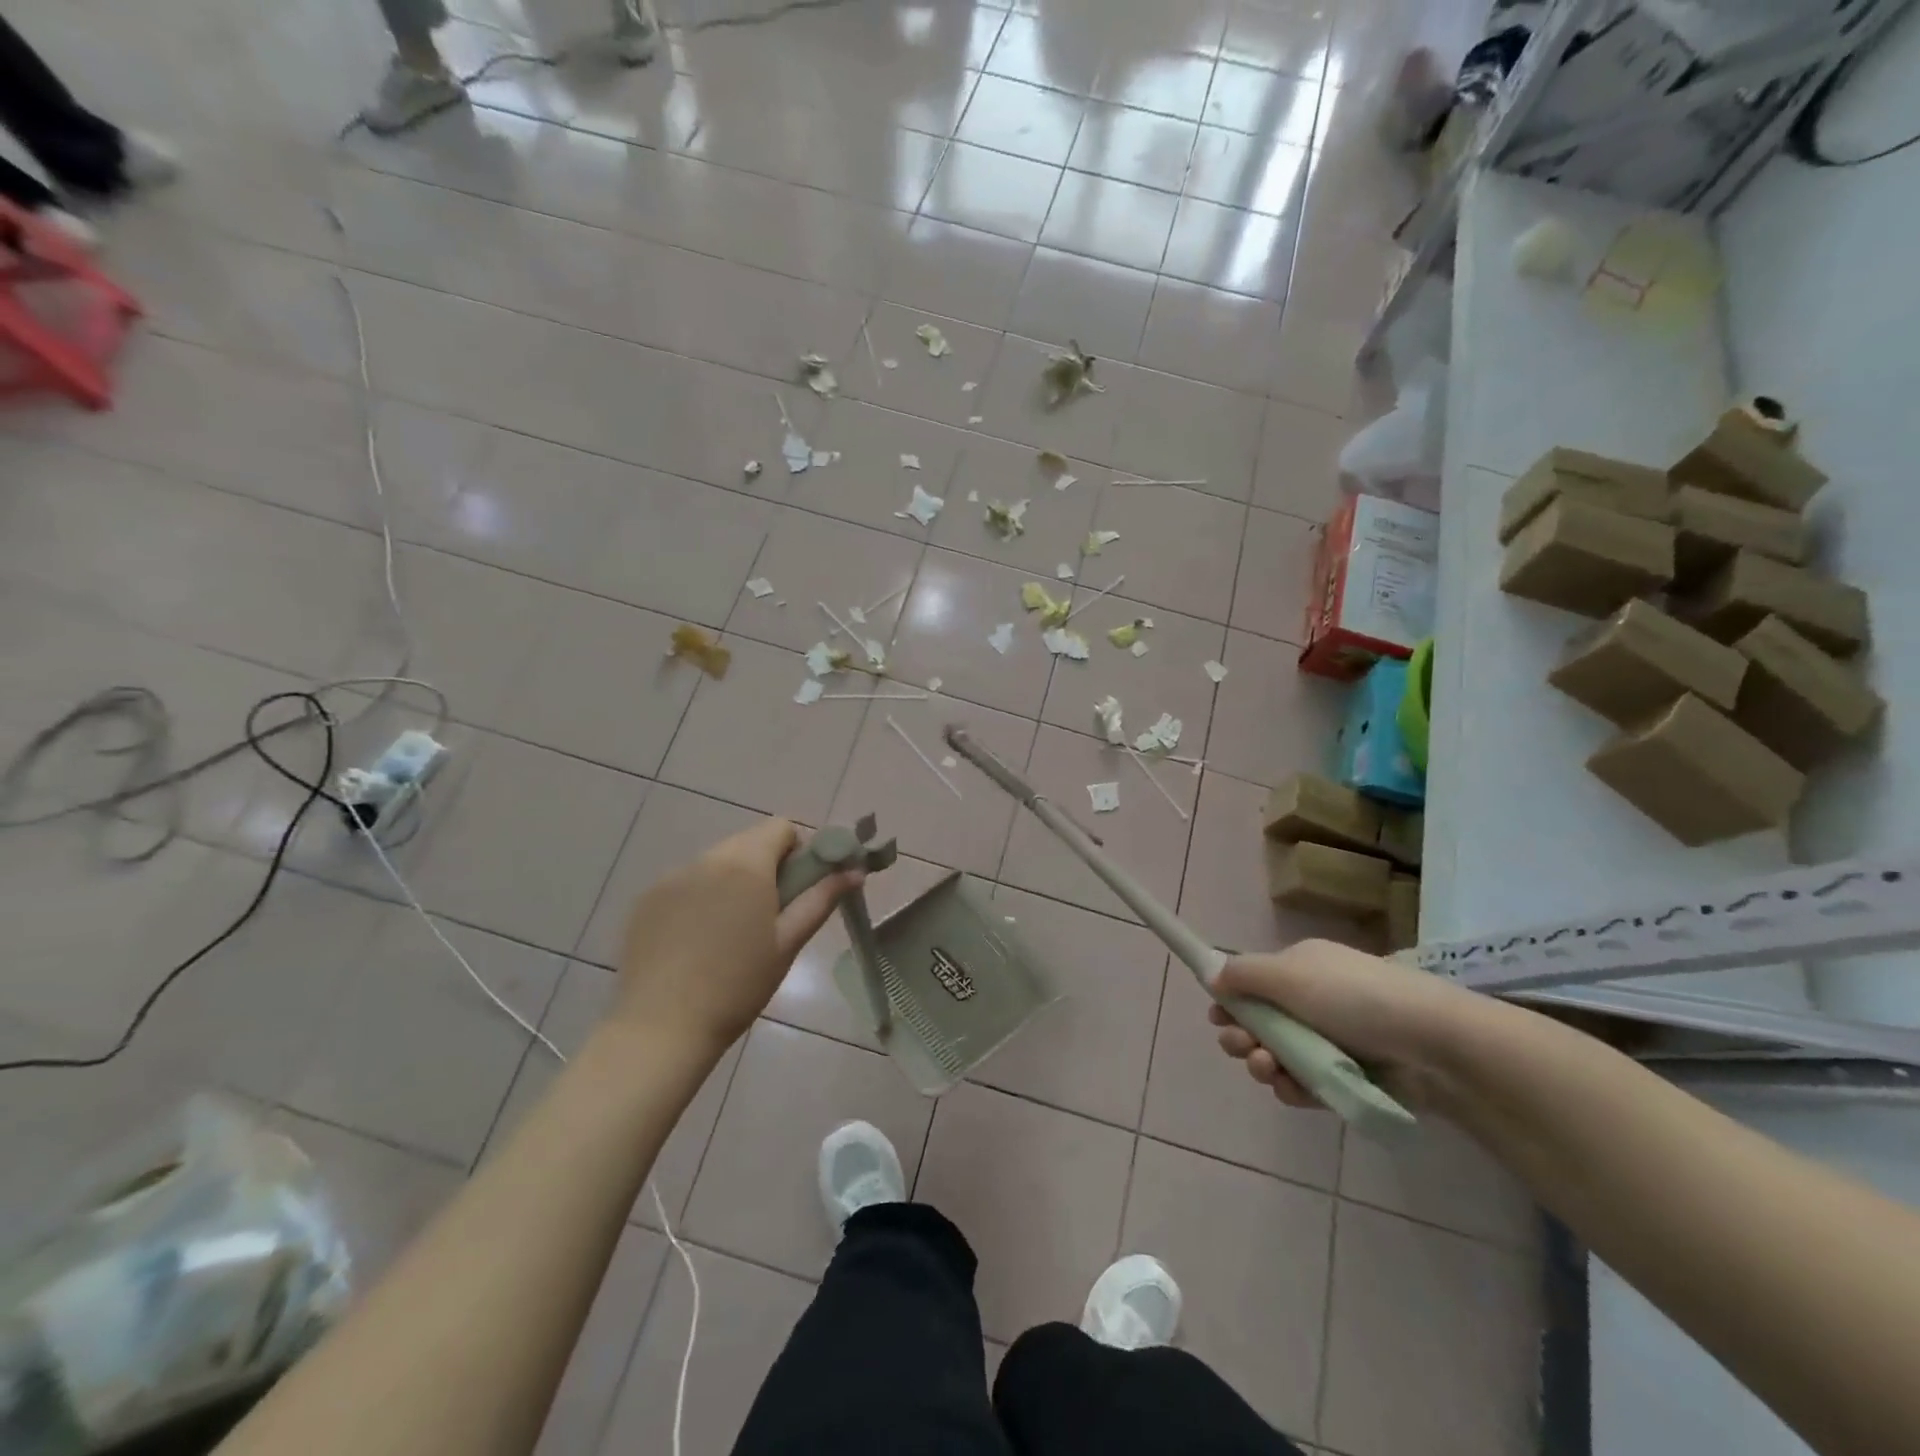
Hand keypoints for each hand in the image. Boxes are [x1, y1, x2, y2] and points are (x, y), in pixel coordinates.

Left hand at [613, 819, 861, 1059]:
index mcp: (746, 864)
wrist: (661, 1027)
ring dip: (733, 882)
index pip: (781, 827)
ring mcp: (672, 877)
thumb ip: (821, 899)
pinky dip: (701, 897)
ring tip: (731, 933)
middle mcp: (707, 859)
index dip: (798, 851)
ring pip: (716, 862)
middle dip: (766, 867)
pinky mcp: (647, 899)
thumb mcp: (788, 943)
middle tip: (771, 914)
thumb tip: (854, 871)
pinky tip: (698, 941)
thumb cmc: (738, 986)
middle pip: (748, 842)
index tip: (798, 888)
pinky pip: (687, 883)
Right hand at [1209, 939, 1499, 1111]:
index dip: (1231, 1002)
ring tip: (1269, 1069)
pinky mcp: (1348, 1077)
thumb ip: (1243, 974)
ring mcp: (1331, 1041)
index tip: (1218, 1019)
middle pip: (1260, 1022)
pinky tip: (1291, 1089)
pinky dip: (1294, 1087)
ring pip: (1279, 1056)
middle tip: (1241, 1047)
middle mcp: (1312, 1001)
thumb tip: (1211, 974)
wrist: (1432, 1043)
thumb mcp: (1289, 974)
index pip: (1253, 983)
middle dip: (1242, 1036)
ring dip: (1264, 1064)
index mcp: (1300, 968)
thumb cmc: (1354, 997)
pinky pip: (1306, 1083)